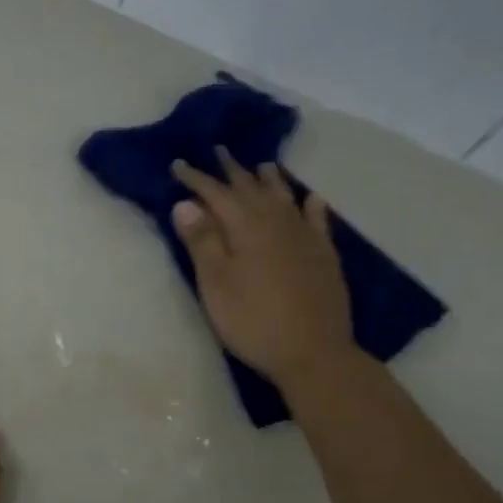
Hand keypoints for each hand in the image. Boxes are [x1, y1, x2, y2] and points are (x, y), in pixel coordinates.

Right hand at [171, 149, 355, 388]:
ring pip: (284, 198)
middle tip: (220, 151)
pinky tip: (310, 197)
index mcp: (246, 229)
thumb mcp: (215, 284)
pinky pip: (317, 219)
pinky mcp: (324, 256)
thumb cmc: (252, 320)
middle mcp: (277, 223)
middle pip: (251, 189)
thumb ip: (202, 242)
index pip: (216, 194)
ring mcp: (305, 238)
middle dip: (232, 170)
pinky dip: (310, 204)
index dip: (196, 179)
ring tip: (261, 165)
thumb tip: (186, 204)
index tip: (179, 164)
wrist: (313, 352)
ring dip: (270, 180)